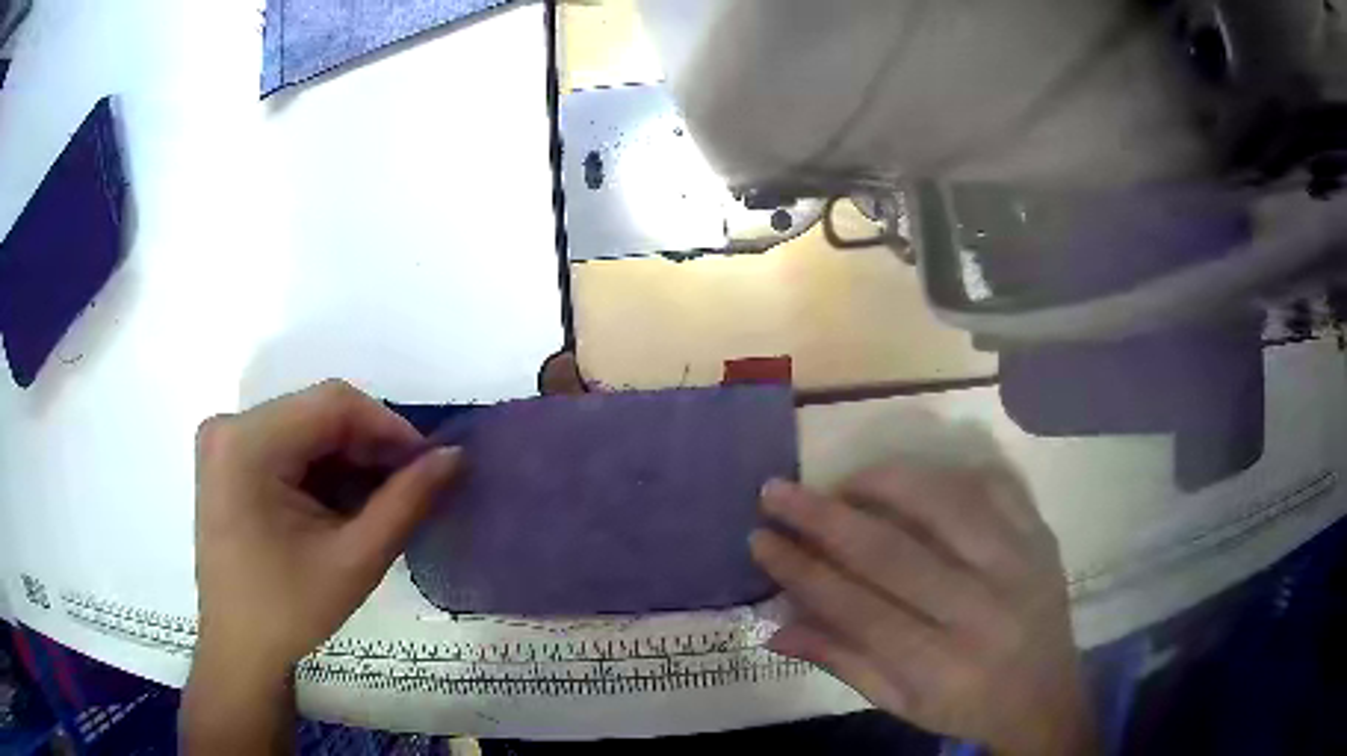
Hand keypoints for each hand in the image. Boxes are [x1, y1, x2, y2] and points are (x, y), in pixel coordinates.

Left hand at [192, 379, 460, 673]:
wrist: (239, 648)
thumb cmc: (289, 611)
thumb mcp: (355, 560)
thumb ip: (406, 502)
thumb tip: (454, 456)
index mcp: (247, 443)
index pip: (332, 404)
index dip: (389, 427)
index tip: (428, 466)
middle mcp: (230, 427)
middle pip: (317, 413)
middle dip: (369, 448)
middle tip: (409, 489)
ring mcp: (226, 441)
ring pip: (306, 428)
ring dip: (348, 460)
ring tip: (379, 504)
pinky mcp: (229, 459)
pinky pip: (288, 445)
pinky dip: (323, 470)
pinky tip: (342, 506)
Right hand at [752, 462, 1096, 755]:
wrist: (1046, 697)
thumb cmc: (966, 707)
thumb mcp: (900, 704)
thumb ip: (841, 662)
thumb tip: (775, 625)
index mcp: (943, 666)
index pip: (858, 608)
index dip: (803, 572)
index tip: (760, 539)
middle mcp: (984, 610)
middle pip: (894, 552)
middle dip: (824, 518)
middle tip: (776, 492)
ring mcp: (1021, 564)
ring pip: (945, 504)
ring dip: (883, 483)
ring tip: (841, 483)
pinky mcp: (1042, 536)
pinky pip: (994, 484)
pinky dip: (947, 473)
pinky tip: (913, 480)